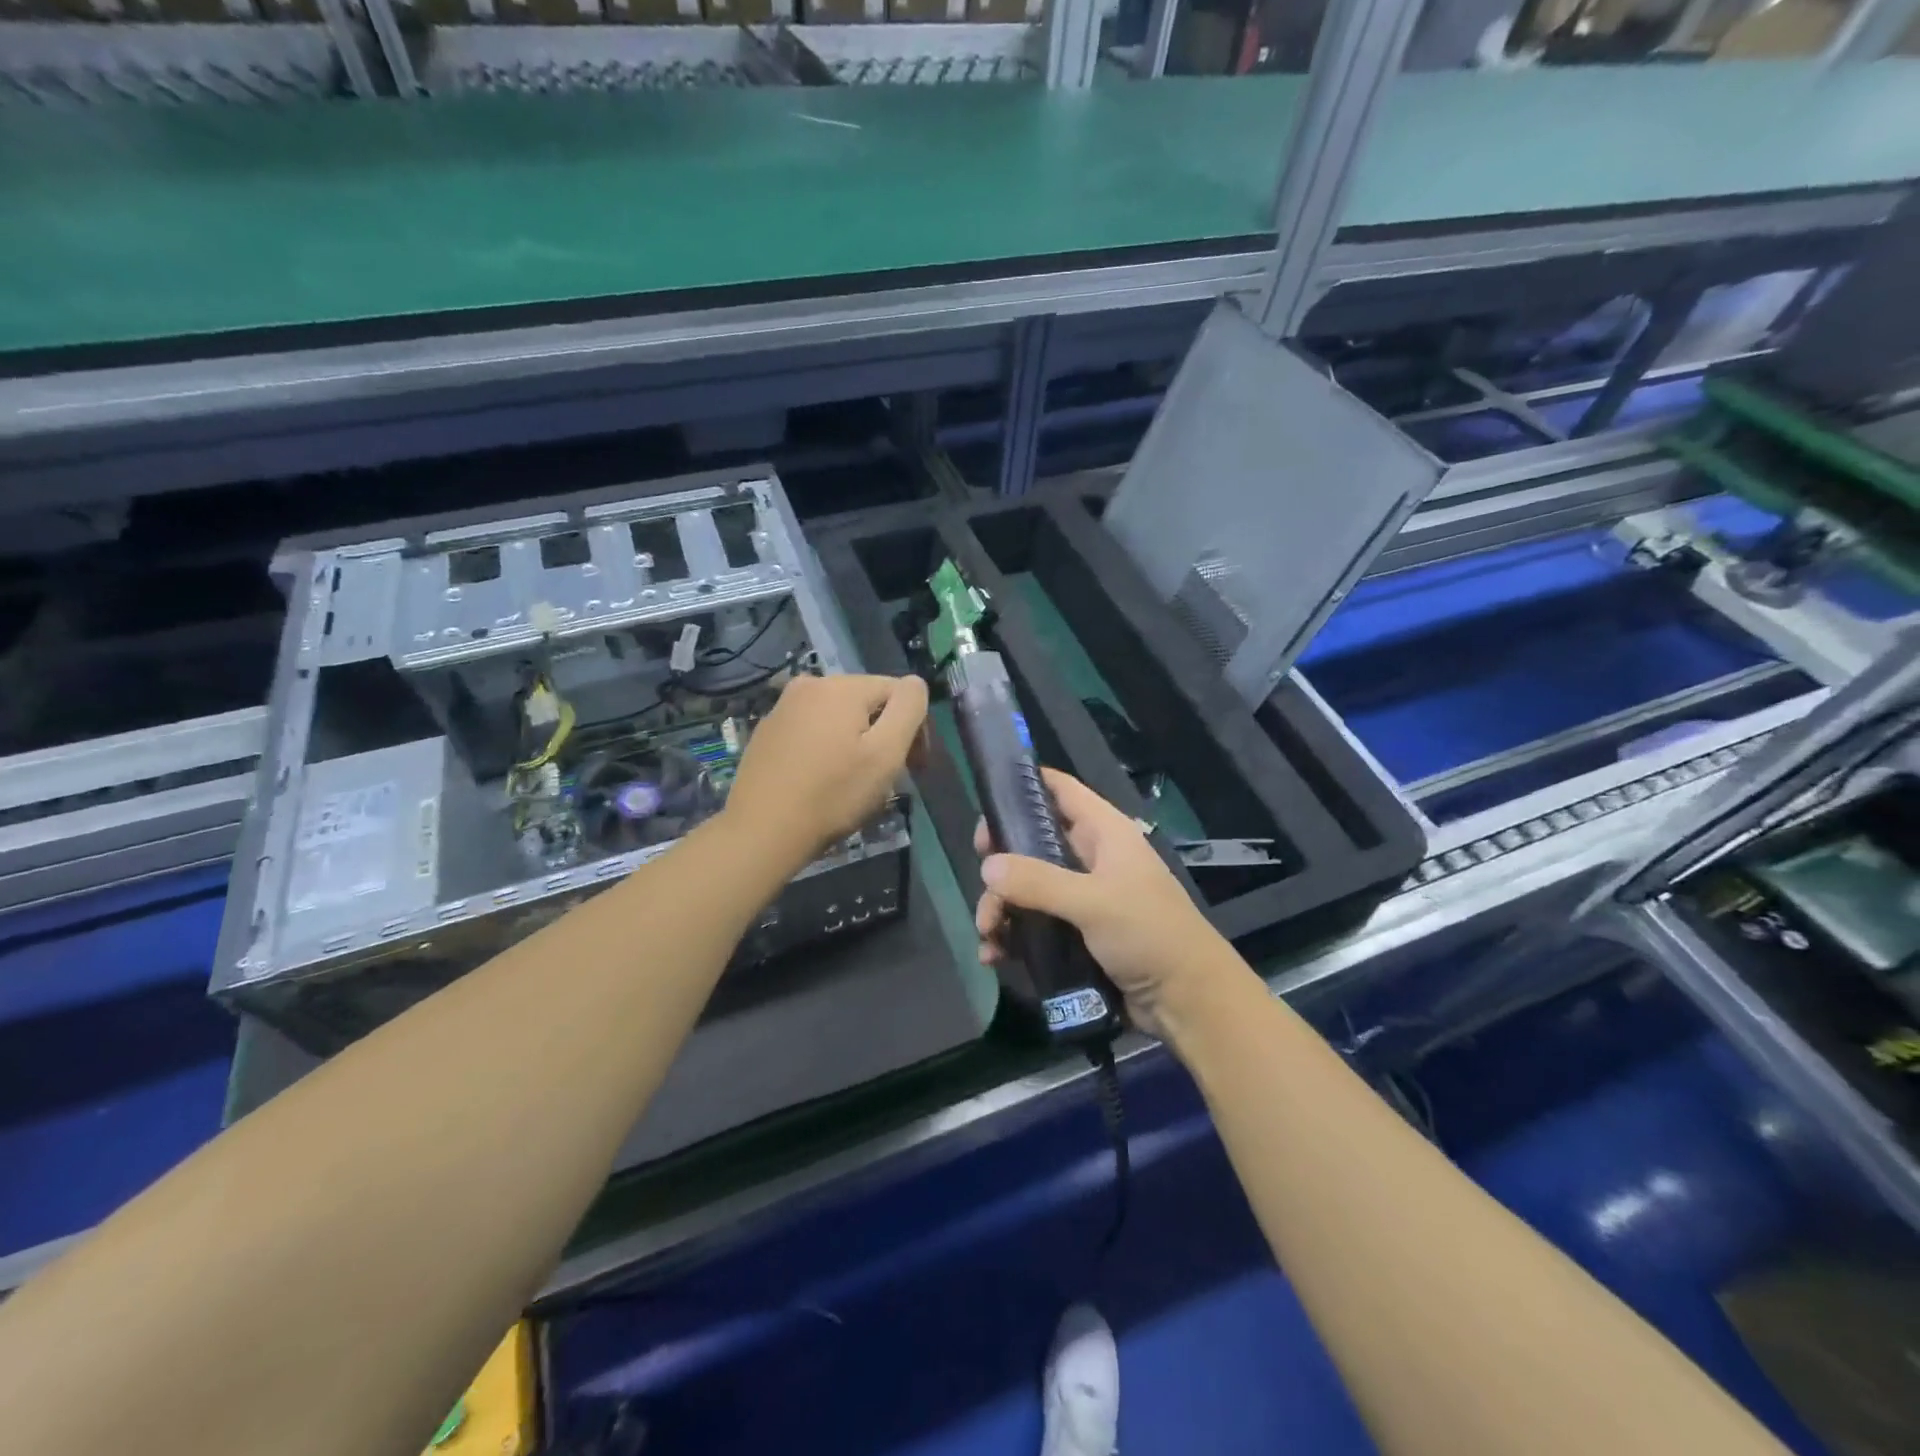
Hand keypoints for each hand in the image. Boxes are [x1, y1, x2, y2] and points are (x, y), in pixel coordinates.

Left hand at [726, 673, 928, 865]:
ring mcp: (783, 707)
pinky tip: (824, 779)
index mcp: (841, 686)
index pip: (898, 691)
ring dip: (857, 741)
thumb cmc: (833, 794)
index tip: (915, 767)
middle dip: (885, 733)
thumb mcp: (886, 752)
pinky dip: (828, 748)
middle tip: (889, 778)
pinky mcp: (767, 732)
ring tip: (856, 781)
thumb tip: (914, 684)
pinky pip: (812, 730)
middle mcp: (809, 684)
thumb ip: (909, 708)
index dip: (915, 727)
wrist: (761, 831)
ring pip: (839, 717)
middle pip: (868, 702)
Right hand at [973, 768, 1247, 1041]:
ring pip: (1028, 887)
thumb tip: (986, 866)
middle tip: (980, 875)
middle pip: (1033, 841)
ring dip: (1002, 906)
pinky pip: (1034, 924)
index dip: (1025, 785)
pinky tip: (994, 955)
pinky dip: (1012, 936)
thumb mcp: (1093, 902)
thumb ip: (1038, 882)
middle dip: (1002, 860)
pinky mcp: (1077, 934)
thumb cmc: (1148, 934)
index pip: (1061, 790)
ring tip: (987, 933)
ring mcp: (1083, 897)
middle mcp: (1091, 858)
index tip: (987, 799)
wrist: (1187, 1001)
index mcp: (1104, 833)